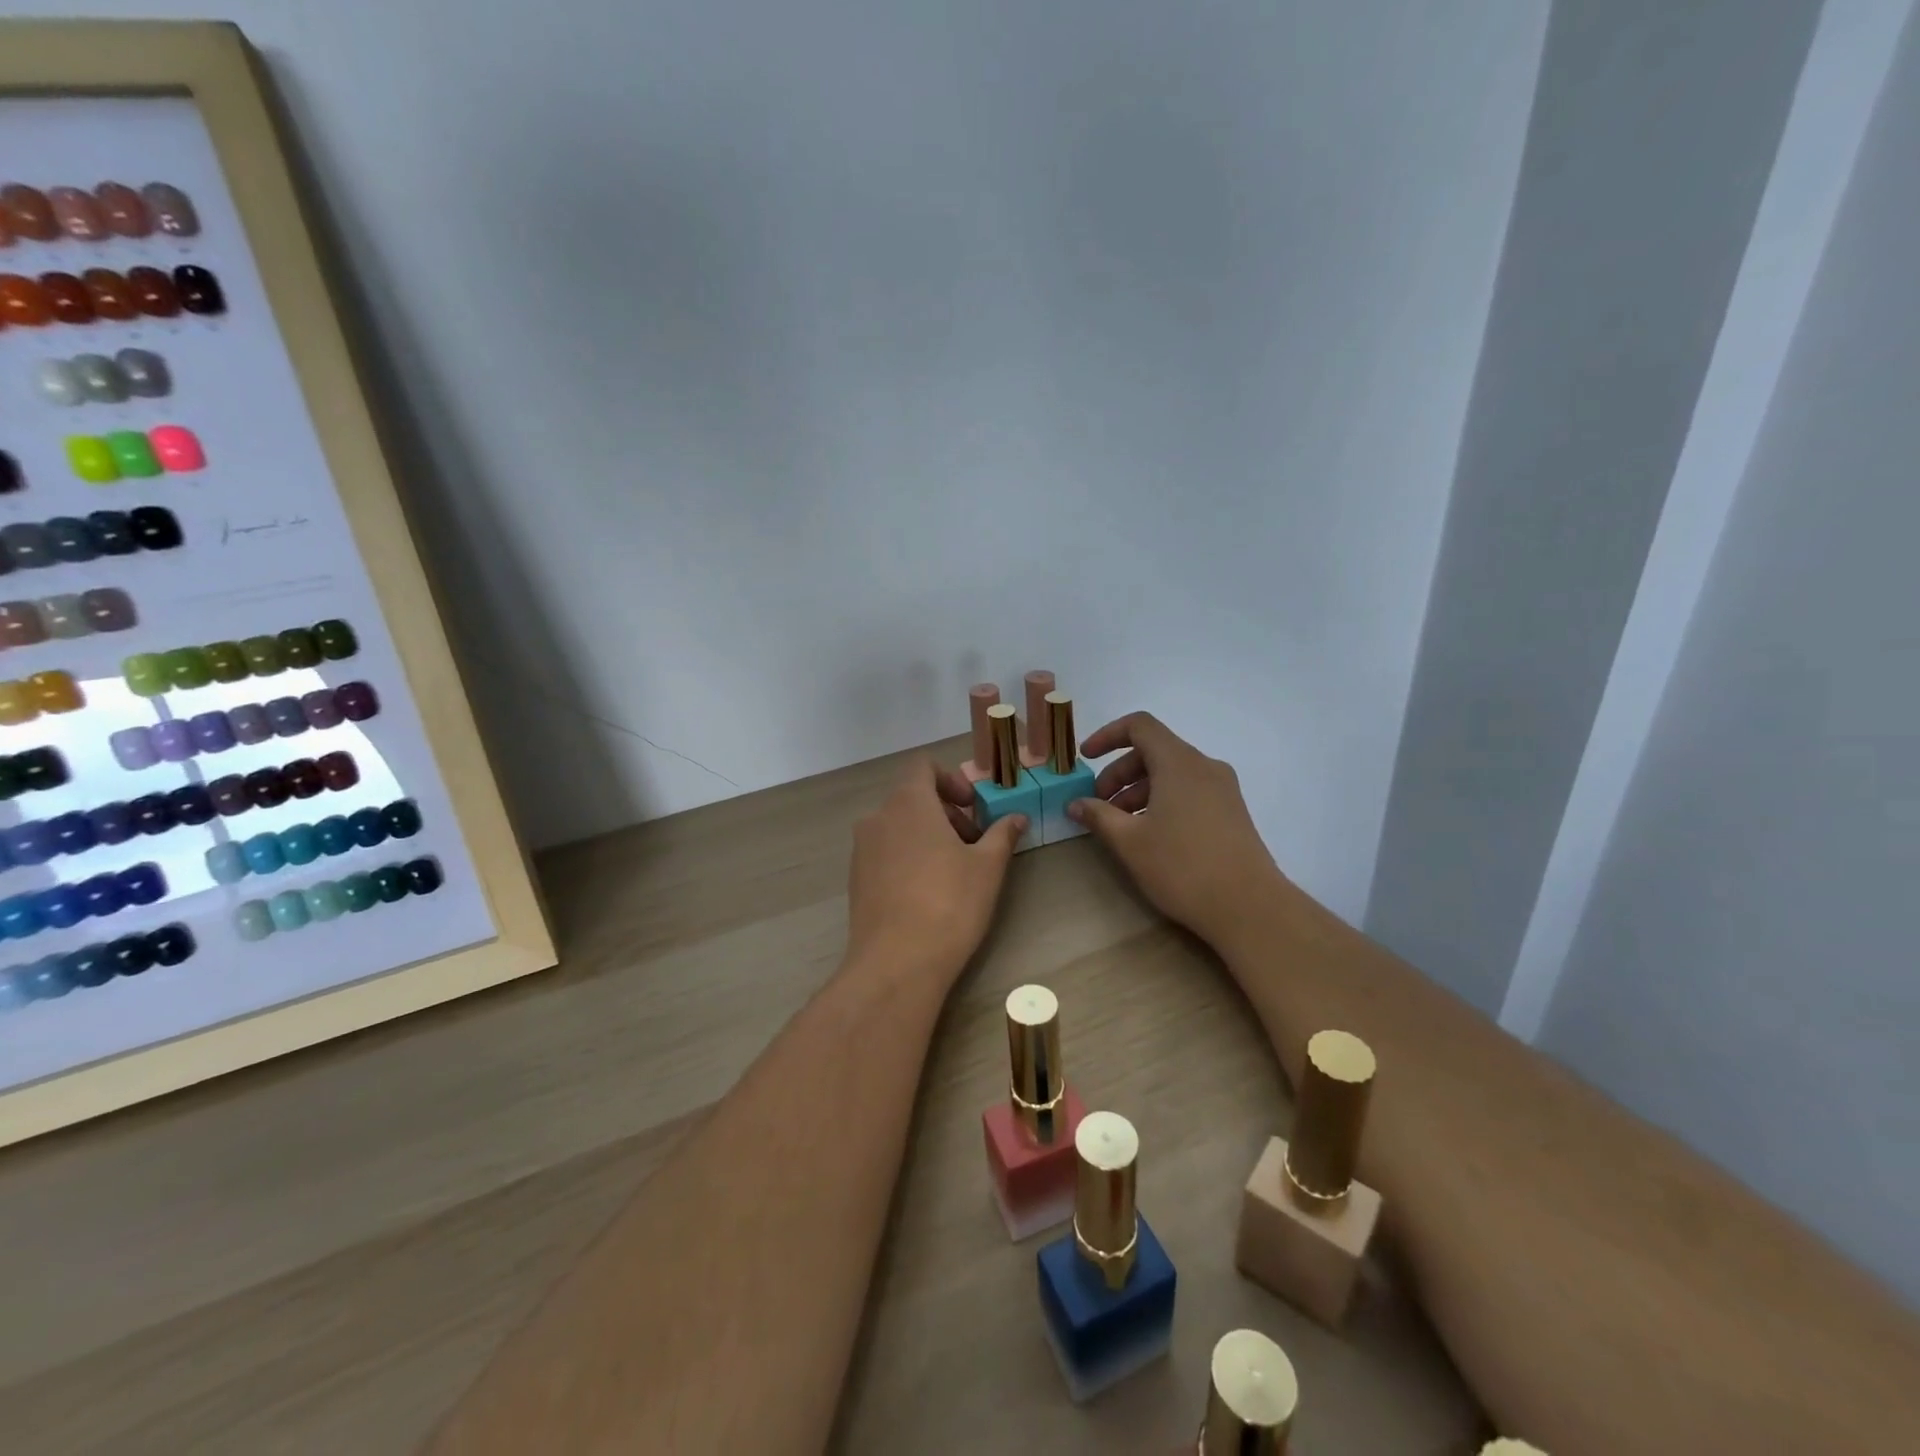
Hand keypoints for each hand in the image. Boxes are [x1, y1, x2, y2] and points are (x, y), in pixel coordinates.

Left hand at [845, 758, 1026, 983]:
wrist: (896, 963)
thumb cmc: (949, 904)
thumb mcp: (987, 867)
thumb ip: (1002, 834)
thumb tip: (1016, 817)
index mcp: (908, 803)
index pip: (923, 767)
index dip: (952, 779)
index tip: (973, 807)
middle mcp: (878, 817)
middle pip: (913, 797)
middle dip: (947, 813)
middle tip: (974, 844)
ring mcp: (862, 849)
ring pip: (899, 826)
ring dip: (928, 836)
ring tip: (954, 871)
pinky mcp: (856, 879)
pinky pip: (885, 852)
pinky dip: (908, 857)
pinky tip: (928, 892)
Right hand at [1068, 712, 1281, 945]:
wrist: (1249, 907)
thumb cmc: (1182, 867)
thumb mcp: (1130, 841)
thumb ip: (1098, 815)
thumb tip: (1075, 803)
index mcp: (1179, 763)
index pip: (1139, 726)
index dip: (1107, 736)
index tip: (1085, 759)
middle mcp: (1204, 767)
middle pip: (1154, 751)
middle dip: (1119, 772)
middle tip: (1098, 805)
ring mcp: (1223, 789)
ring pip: (1171, 774)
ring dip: (1139, 790)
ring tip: (1120, 825)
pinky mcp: (1231, 812)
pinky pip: (1189, 791)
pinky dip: (1162, 800)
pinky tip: (1150, 835)